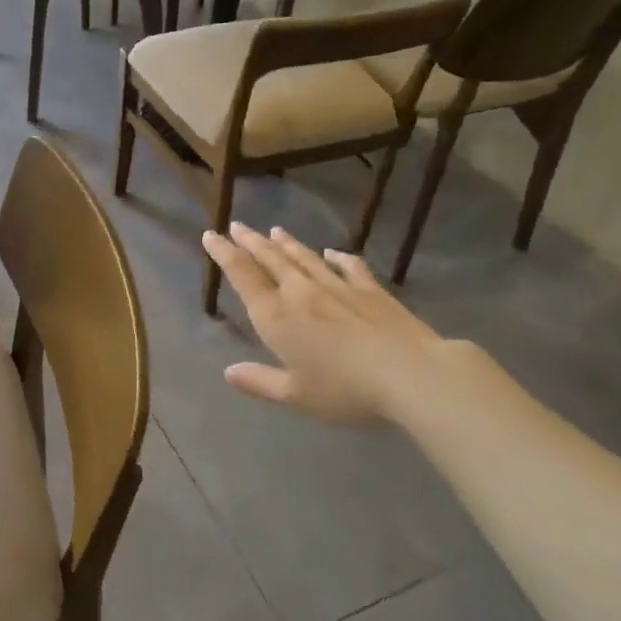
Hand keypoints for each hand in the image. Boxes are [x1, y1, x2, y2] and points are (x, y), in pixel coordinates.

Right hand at [202, 224, 480, 425]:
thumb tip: (228, 372)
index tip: (211, 235)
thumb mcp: (295, 395)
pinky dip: (338, 257)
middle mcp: (301, 292)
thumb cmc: (344, 389)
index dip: (224, 254)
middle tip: (237, 225)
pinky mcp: (370, 290)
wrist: (409, 373)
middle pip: (271, 259)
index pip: (243, 276)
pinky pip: (349, 267)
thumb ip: (260, 381)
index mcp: (276, 316)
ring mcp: (338, 286)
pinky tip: (333, 252)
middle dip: (251, 241)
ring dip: (287, 244)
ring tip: (275, 230)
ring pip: (305, 257)